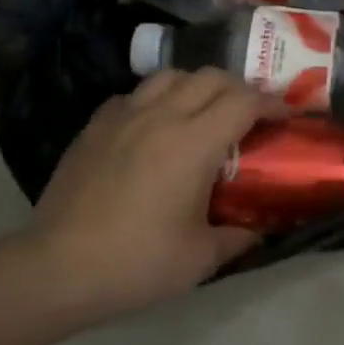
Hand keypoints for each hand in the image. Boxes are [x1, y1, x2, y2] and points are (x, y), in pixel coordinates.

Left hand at [29, 70, 284, 314]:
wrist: (58, 269)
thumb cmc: (137, 263)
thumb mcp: (201, 258)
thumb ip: (239, 236)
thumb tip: (261, 227)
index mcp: (193, 143)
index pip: (244, 100)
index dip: (272, 104)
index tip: (285, 117)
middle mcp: (160, 116)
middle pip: (211, 77)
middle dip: (239, 89)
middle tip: (249, 116)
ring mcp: (123, 116)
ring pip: (170, 76)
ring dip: (197, 86)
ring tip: (203, 113)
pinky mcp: (95, 126)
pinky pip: (134, 94)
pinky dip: (156, 100)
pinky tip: (155, 126)